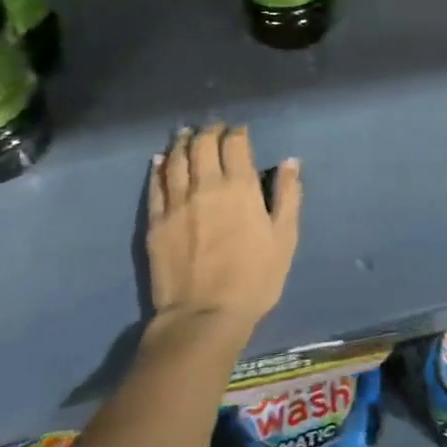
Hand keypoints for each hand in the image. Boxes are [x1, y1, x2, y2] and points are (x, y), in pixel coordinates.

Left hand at [146, 124, 300, 340]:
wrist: (203, 316)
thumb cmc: (254, 279)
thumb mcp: (285, 239)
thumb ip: (288, 196)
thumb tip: (290, 162)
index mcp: (240, 187)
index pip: (234, 143)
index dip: (237, 132)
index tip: (240, 132)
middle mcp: (206, 185)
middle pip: (202, 144)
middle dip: (210, 132)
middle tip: (214, 131)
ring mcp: (176, 202)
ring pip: (176, 158)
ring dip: (183, 142)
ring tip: (187, 136)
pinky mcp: (155, 221)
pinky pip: (156, 184)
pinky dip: (160, 167)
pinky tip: (161, 160)